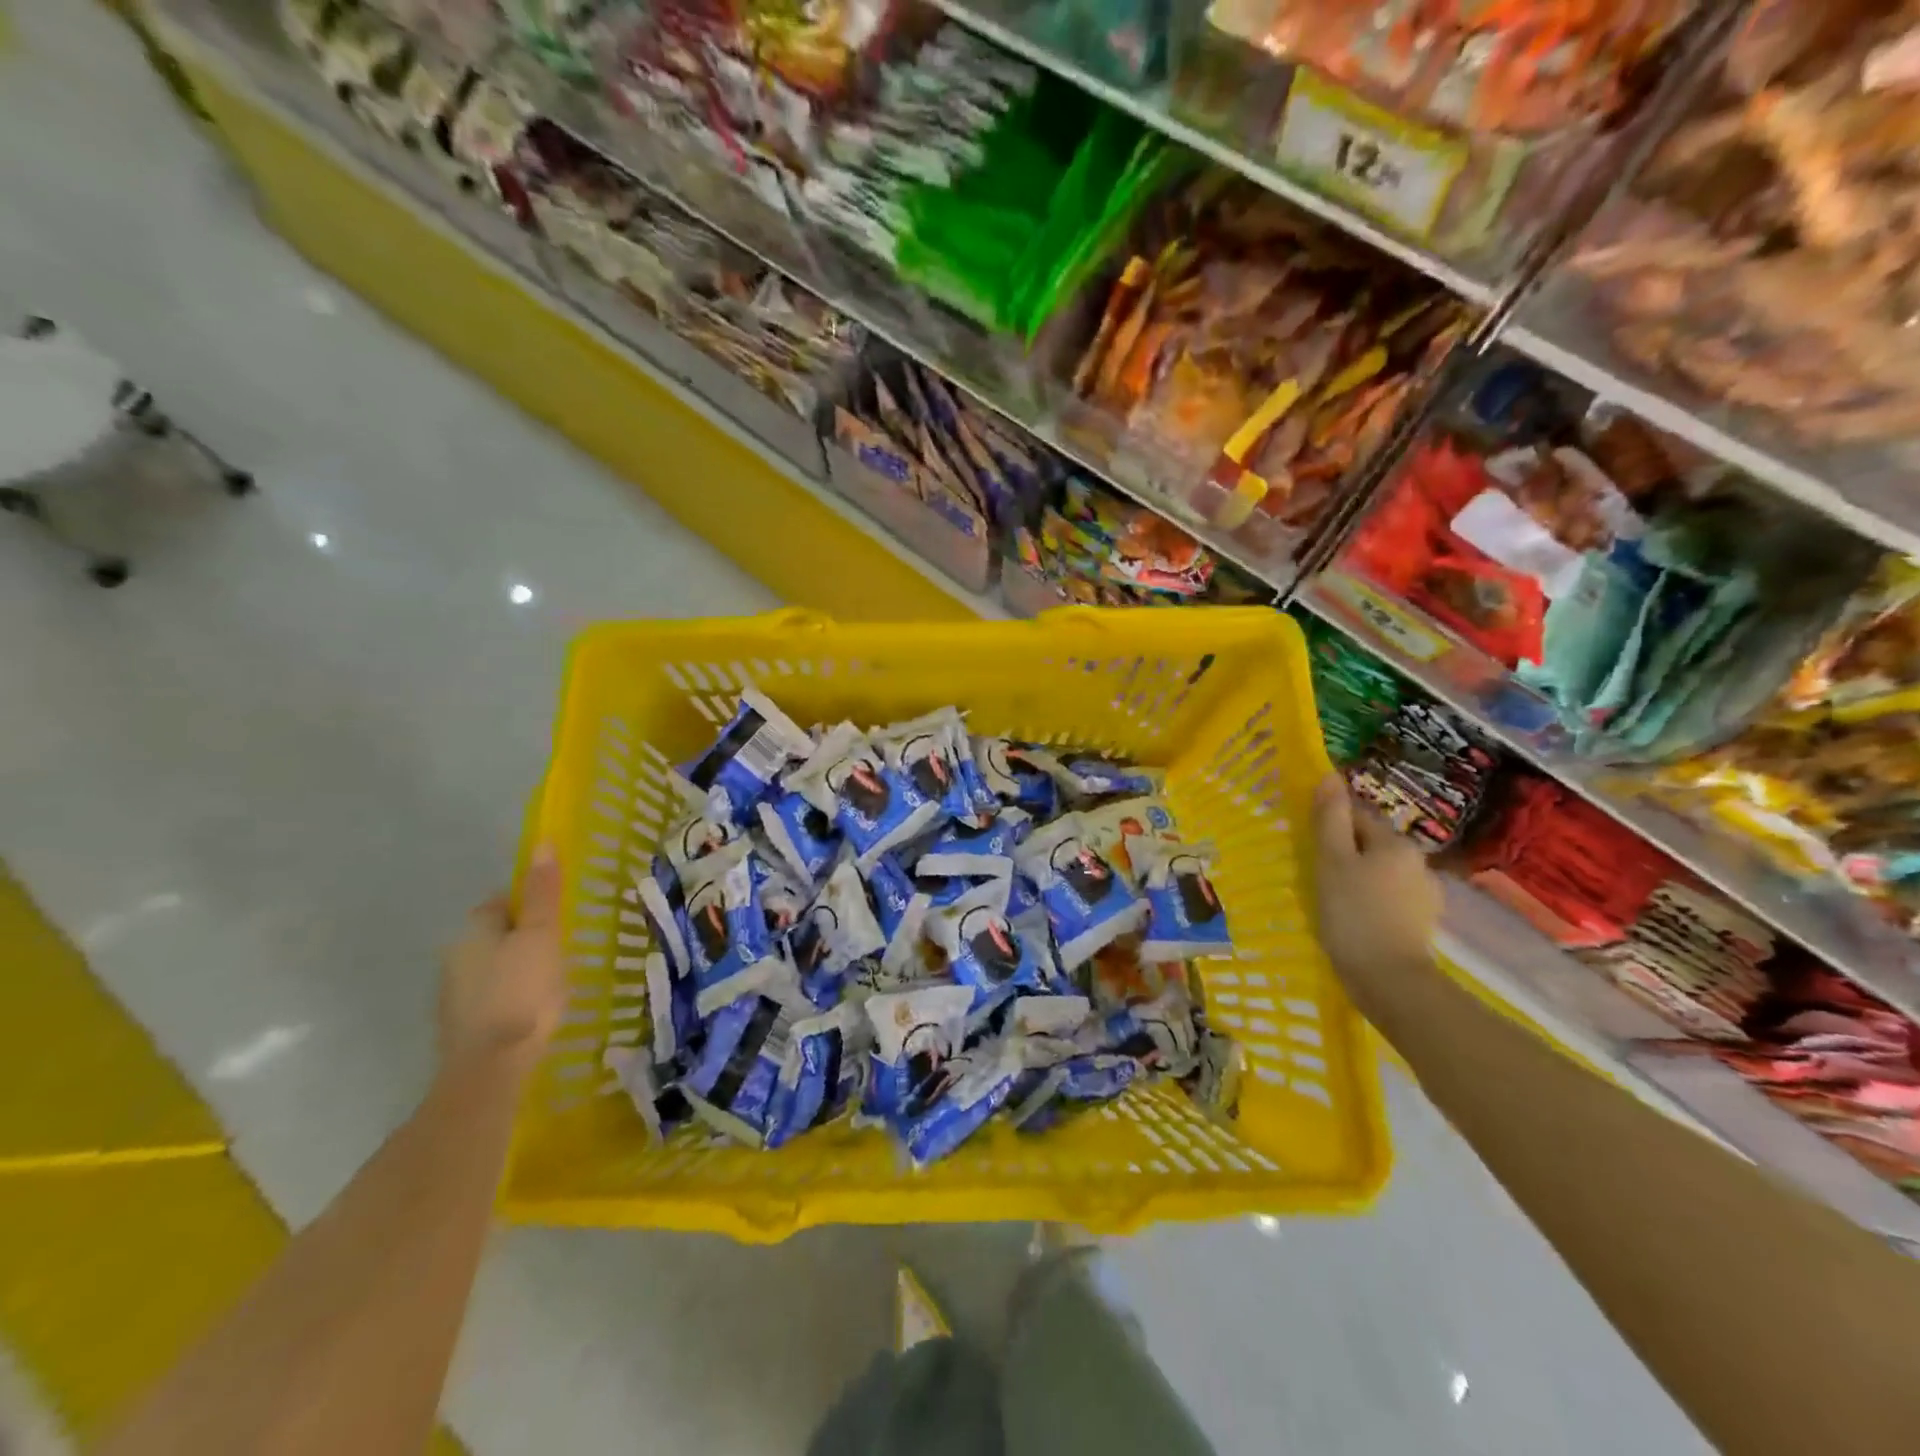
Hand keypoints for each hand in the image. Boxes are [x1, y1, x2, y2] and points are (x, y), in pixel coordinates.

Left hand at [438, 845, 566, 1074]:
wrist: (490, 1068)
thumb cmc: (523, 991)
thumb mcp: (543, 936)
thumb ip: (543, 893)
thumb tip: (541, 843)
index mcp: (475, 930)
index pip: (503, 901)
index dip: (531, 904)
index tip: (558, 917)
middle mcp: (454, 956)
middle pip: (494, 935)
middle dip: (522, 938)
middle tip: (559, 950)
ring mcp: (452, 995)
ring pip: (490, 968)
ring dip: (514, 970)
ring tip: (549, 983)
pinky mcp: (459, 1028)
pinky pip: (488, 999)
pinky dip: (507, 999)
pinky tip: (529, 1013)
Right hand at [1310, 775, 1441, 994]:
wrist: (1390, 980)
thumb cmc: (1353, 914)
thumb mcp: (1331, 861)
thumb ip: (1330, 818)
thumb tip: (1329, 776)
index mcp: (1396, 843)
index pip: (1357, 816)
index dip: (1329, 826)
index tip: (1309, 846)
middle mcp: (1418, 861)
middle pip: (1371, 844)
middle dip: (1345, 853)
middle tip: (1317, 875)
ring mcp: (1425, 894)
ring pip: (1381, 872)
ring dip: (1359, 878)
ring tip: (1334, 901)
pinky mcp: (1423, 922)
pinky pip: (1390, 898)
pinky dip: (1372, 902)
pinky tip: (1356, 919)